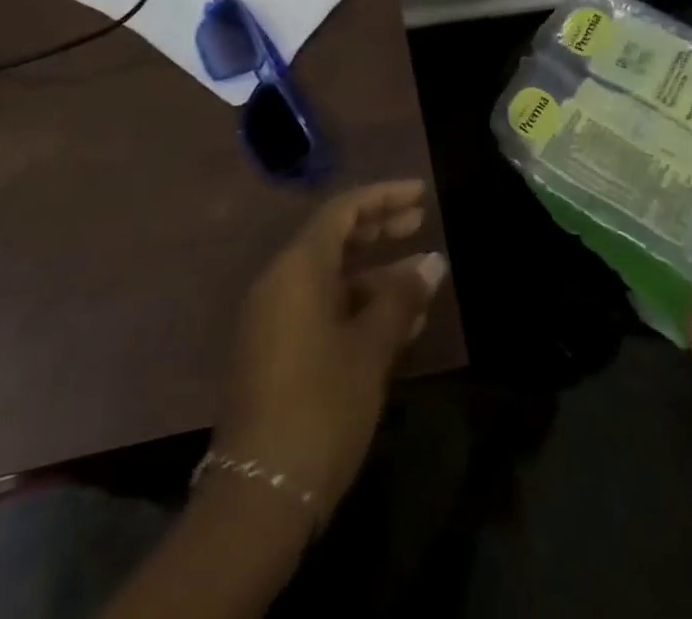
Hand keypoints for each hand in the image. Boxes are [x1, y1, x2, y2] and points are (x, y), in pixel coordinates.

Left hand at [212, 181, 448, 523]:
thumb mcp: (370, 348)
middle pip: (335, 238)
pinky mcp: (277, 352)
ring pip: (333, 278)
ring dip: (377, 275)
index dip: (384, 197)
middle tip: (421, 222)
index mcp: (297, 269)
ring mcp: (275, 319)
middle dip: (380, 228)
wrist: (260, 496)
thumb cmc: (321, 406)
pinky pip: (323, 309)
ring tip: (424, 280)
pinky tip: (400, 324)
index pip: (343, 210)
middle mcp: (280, 283)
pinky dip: (359, 307)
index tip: (421, 195)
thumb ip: (401, 298)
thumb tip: (432, 263)